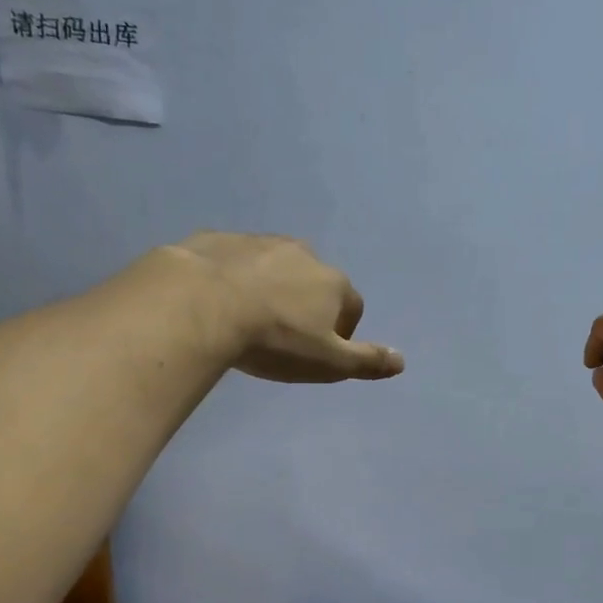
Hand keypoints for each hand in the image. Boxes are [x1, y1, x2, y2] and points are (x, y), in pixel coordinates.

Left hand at [175, 232, 403, 383]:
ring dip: (270, 288)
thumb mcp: (328, 363)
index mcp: (333, 283)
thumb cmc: (274, 340)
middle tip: (283, 335)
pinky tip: (217, 302)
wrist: (199, 304)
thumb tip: (402, 361)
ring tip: (248, 318)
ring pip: (274, 267)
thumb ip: (366, 360)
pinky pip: (234, 260)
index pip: (351, 306)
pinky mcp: (219, 239)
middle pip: (314, 281)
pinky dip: (233, 277)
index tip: (320, 350)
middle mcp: (303, 254)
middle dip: (305, 304)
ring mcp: (259, 242)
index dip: (341, 330)